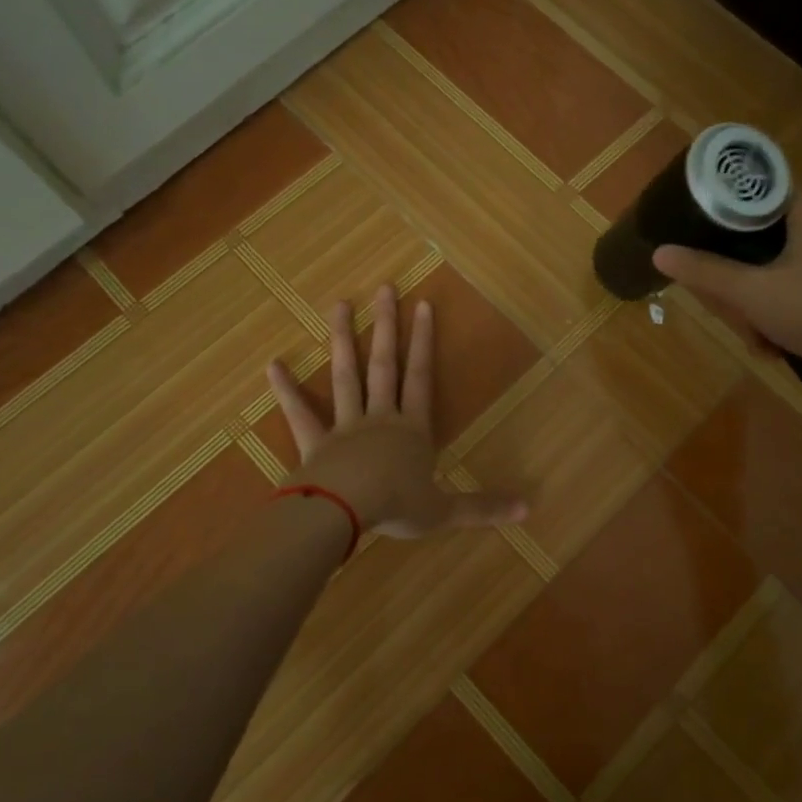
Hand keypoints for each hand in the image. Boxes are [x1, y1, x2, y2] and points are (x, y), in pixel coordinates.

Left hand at [266, 284, 526, 538]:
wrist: (343, 513)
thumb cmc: (397, 508)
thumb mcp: (444, 511)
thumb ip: (482, 507)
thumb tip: (529, 508)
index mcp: (412, 431)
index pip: (421, 378)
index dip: (424, 343)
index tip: (424, 305)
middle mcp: (380, 418)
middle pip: (384, 365)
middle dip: (387, 326)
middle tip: (384, 288)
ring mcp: (344, 427)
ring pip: (345, 376)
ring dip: (343, 340)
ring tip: (340, 305)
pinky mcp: (314, 443)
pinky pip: (299, 413)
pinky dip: (287, 389)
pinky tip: (273, 364)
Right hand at [653, 192, 801, 400]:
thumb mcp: (752, 295)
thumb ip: (705, 272)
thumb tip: (660, 252)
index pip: (757, 203)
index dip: (728, 232)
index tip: (715, 263)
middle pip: (774, 238)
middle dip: (750, 280)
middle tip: (741, 316)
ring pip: (797, 262)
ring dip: (773, 297)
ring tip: (765, 337)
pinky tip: (794, 336)